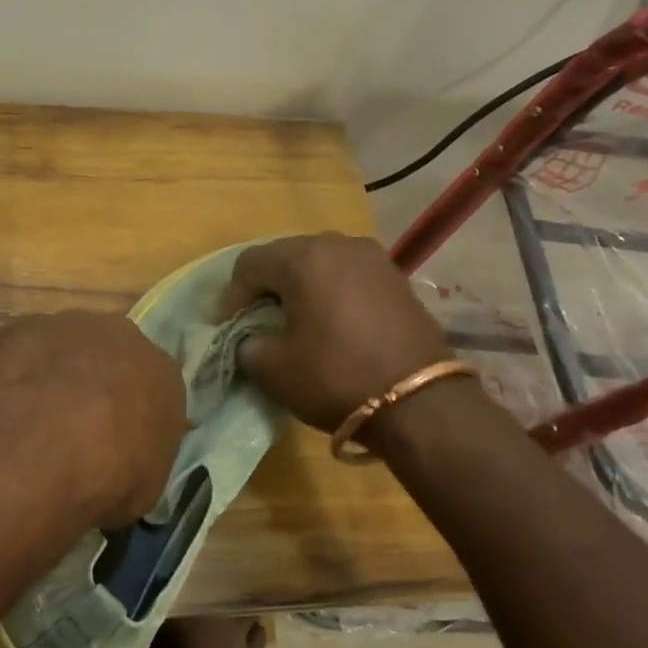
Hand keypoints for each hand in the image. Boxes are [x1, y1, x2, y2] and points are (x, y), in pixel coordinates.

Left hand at [0, 311, 185, 527]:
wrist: (54, 445)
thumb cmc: (115, 473)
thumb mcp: (146, 486)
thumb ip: (140, 462)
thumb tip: (123, 469)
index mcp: (164, 374)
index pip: (153, 389)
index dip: (131, 414)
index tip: (115, 441)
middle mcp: (124, 337)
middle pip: (111, 357)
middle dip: (96, 385)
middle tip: (74, 426)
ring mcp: (73, 325)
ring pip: (67, 346)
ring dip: (56, 374)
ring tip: (36, 417)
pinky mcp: (26, 326)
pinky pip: (23, 347)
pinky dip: (16, 371)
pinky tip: (7, 404)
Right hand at [221, 233, 456, 433]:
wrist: (421, 403)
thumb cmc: (336, 377)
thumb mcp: (272, 368)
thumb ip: (246, 343)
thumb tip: (250, 338)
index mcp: (303, 257)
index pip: (249, 264)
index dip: (231, 296)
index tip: (227, 327)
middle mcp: (338, 244)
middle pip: (285, 257)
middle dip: (265, 287)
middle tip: (256, 321)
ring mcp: (373, 258)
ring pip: (320, 264)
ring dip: (300, 287)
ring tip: (295, 321)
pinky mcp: (397, 278)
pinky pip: (348, 276)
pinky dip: (331, 292)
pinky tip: (330, 323)